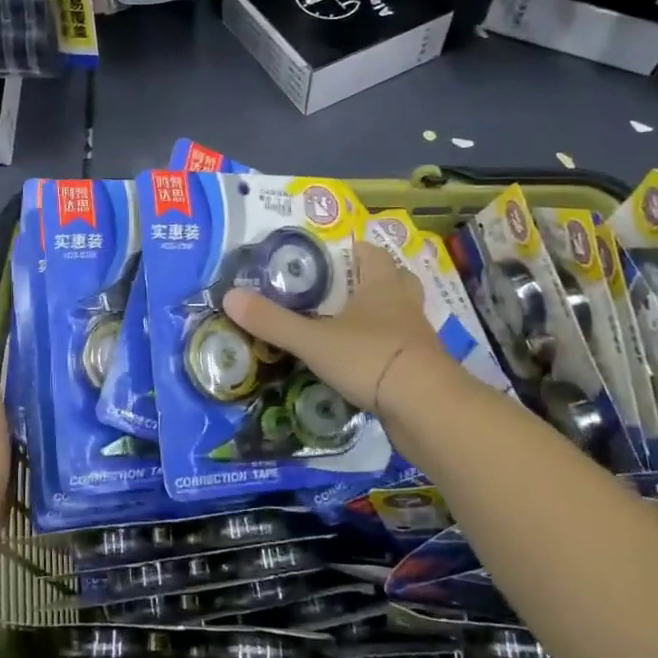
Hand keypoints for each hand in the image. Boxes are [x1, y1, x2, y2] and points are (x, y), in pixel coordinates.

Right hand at [224, 240, 457, 422]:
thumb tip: (230, 297)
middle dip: (374, 280)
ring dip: (382, 315)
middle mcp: (404, 305)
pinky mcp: (422, 369)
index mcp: (381, 286)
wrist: (427, 408)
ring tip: (351, 326)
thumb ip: (273, 322)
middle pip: (396, 280)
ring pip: (402, 315)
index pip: (372, 253)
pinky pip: (402, 350)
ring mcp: (417, 338)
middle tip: (344, 288)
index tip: (335, 252)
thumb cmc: (371, 358)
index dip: (355, 249)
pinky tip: (363, 363)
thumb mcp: (313, 340)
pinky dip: (385, 350)